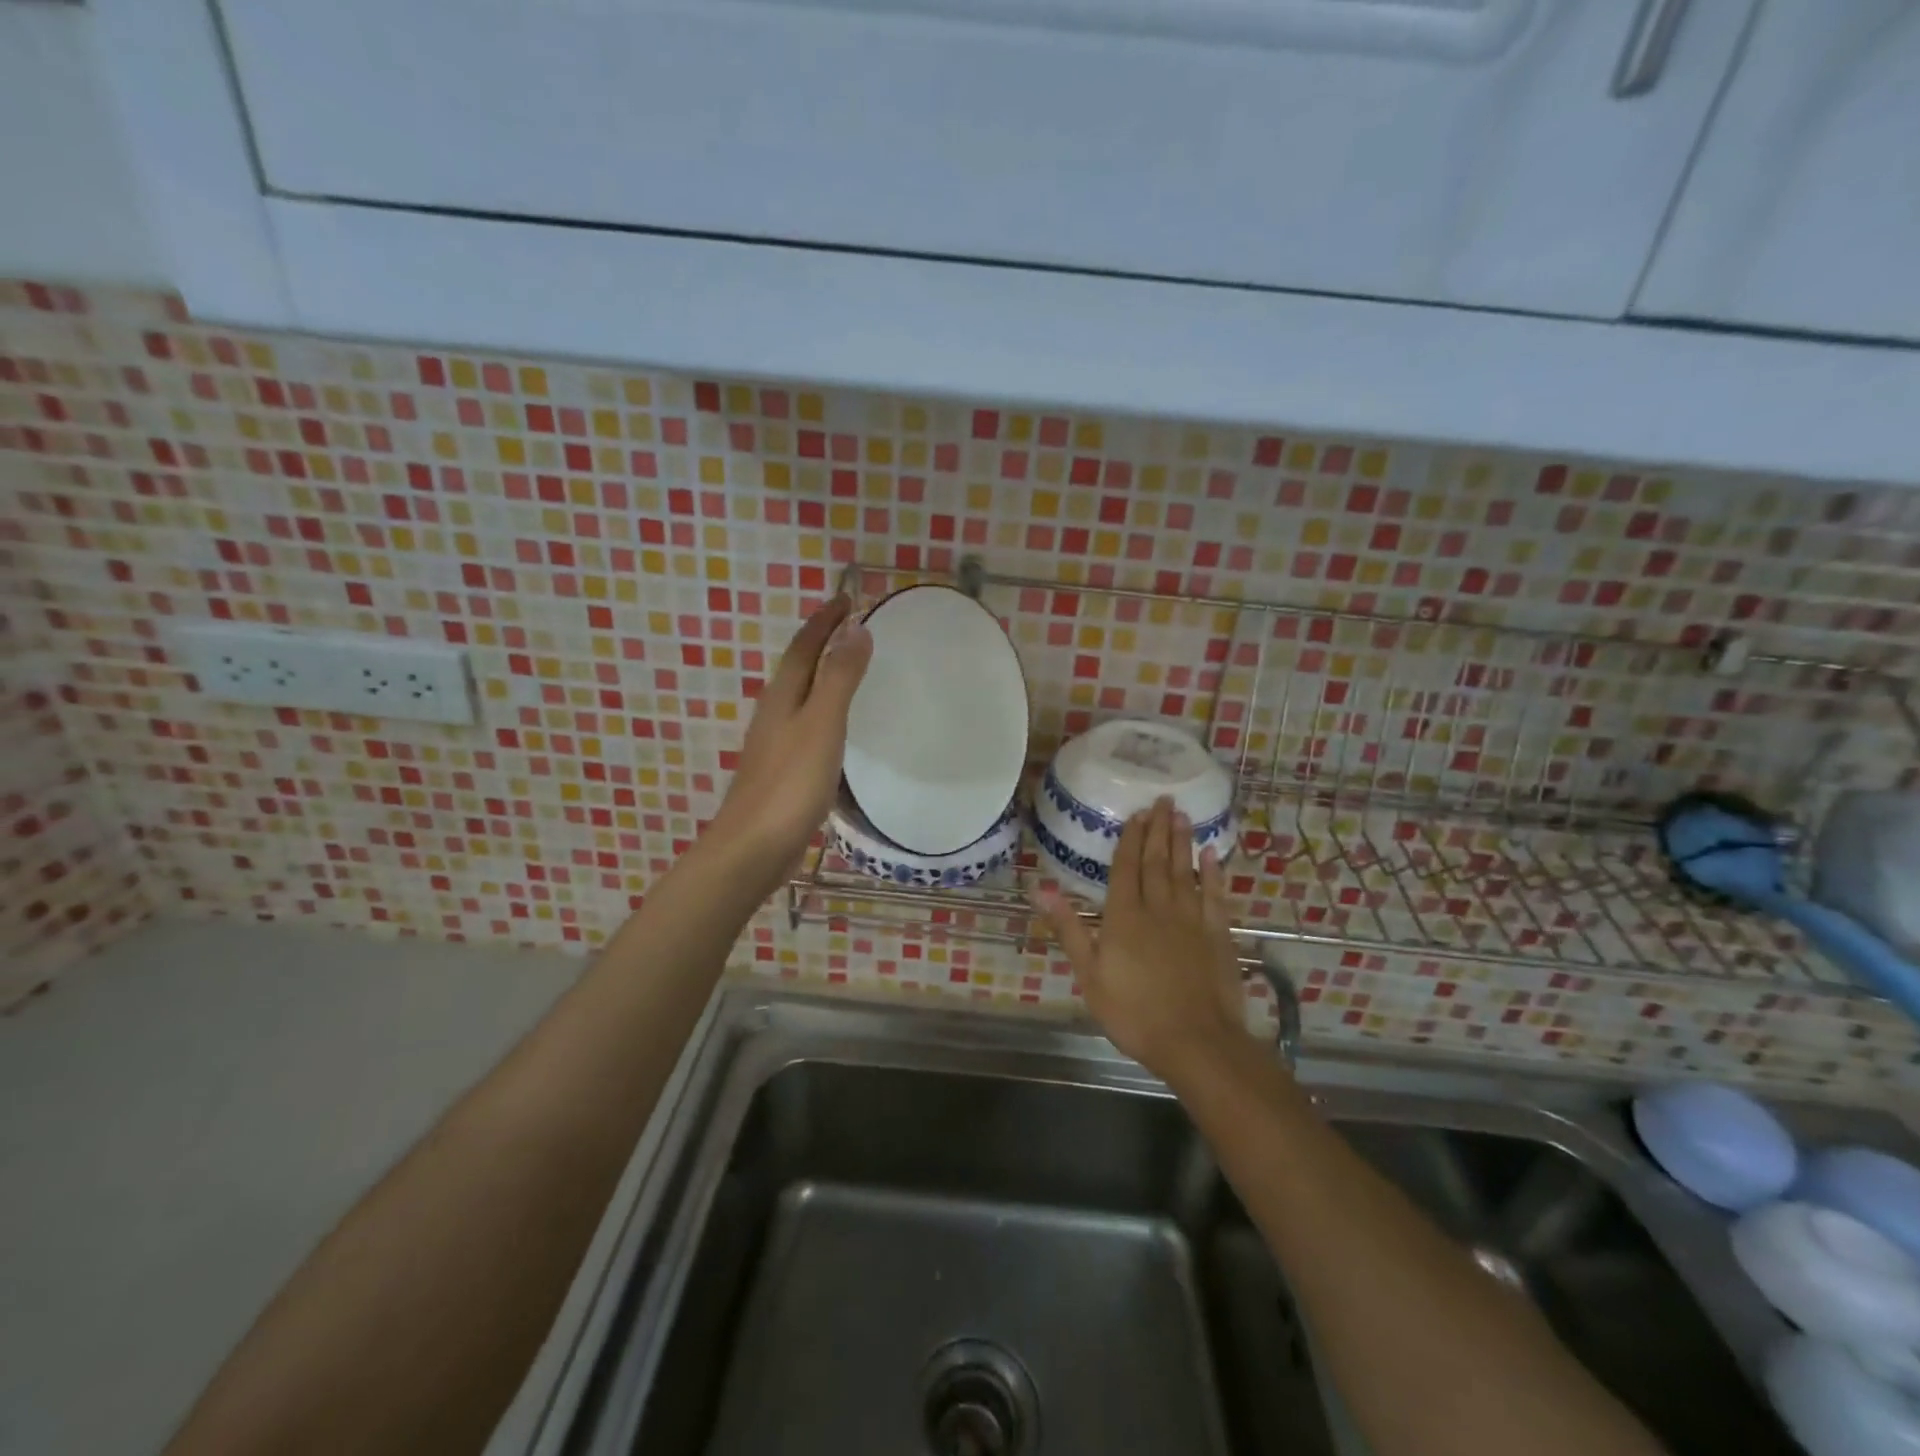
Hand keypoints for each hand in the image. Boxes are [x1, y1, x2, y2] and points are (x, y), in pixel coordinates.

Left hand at [707, 595, 871, 883]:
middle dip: (821, 643)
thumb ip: (839, 678)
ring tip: (848, 669)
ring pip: (800, 697)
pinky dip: (824, 712)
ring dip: (821, 677)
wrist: (753, 847)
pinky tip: (836, 730)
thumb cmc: (790, 783)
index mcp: (782, 697)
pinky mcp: (782, 772)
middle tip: (851, 628)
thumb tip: (856, 630)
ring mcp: (775, 744)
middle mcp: (774, 714)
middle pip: (797, 667)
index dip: (825, 621)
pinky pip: (806, 726)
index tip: (847, 598)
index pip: (804, 646)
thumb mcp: (822, 724)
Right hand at [1031, 797, 1258, 1076]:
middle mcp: (1158, 908)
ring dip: (1182, 842)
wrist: (1196, 1041)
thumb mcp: (1089, 974)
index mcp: (1124, 916)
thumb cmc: (1133, 1012)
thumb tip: (1041, 888)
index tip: (1136, 814)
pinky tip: (1211, 856)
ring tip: (1182, 815)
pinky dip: (1212, 873)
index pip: (1125, 868)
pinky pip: (1215, 896)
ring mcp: (1191, 919)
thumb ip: (1069, 927)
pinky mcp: (1218, 935)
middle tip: (1163, 800)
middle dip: (1157, 830)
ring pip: (1185, 871)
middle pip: (1156, 861)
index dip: (1130, 840)